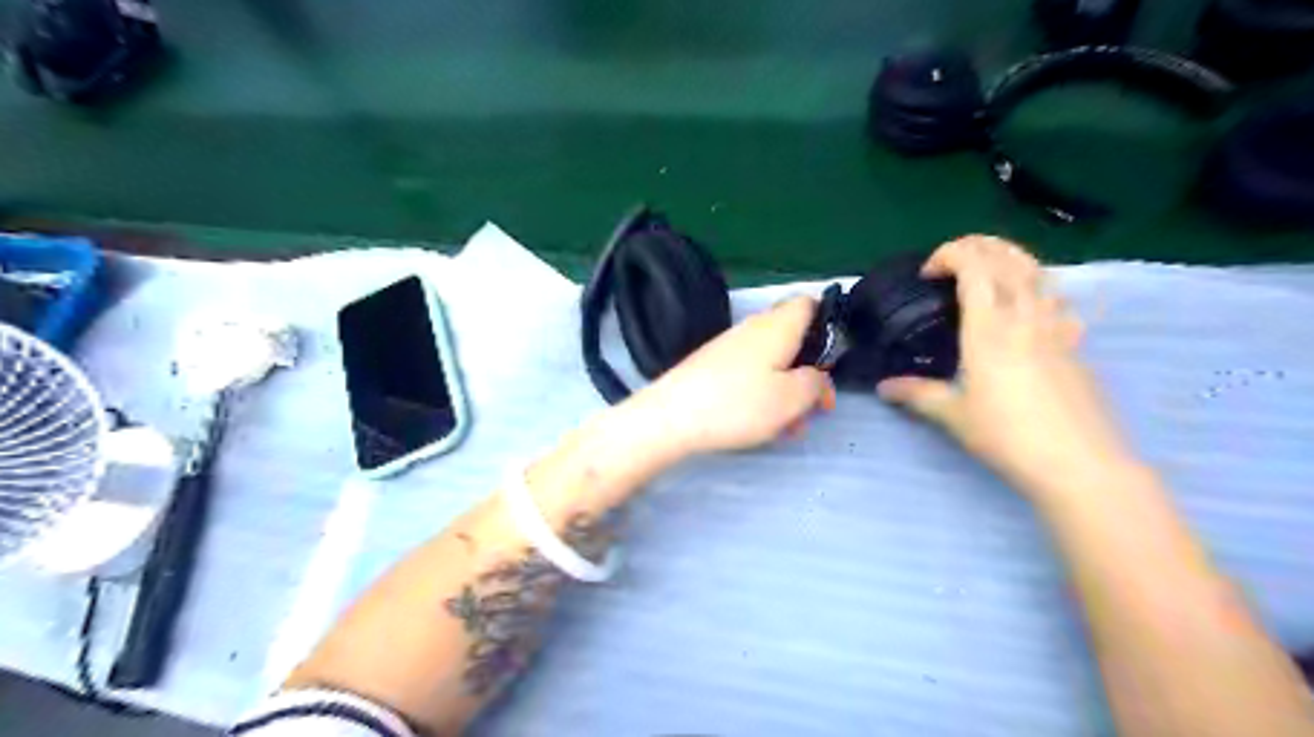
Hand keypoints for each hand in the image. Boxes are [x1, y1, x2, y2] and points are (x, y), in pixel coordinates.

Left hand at [622, 294, 828, 456]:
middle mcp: (754, 329)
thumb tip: (817, 376)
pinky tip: (762, 426)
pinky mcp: (713, 367)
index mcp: (777, 326)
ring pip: (773, 364)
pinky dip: (763, 396)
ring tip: (790, 428)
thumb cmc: (738, 404)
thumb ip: (816, 383)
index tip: (832, 360)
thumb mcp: (792, 398)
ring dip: (788, 393)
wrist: (670, 417)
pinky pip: (750, 375)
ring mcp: (730, 347)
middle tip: (816, 408)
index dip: (828, 325)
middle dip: (809, 374)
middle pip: (794, 340)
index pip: (810, 303)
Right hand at [881, 237, 1140, 501]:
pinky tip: (1028, 304)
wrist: (1079, 462)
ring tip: (987, 269)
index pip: (974, 266)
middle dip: (977, 246)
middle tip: (952, 260)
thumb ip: (917, 394)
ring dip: (1009, 257)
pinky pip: (1056, 298)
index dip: (949, 255)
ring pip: (1037, 270)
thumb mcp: (953, 415)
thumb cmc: (1008, 436)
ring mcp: (1055, 326)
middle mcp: (1024, 316)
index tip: (928, 274)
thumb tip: (884, 387)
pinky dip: (1036, 286)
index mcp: (989, 327)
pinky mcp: (1075, 343)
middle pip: (1007, 257)